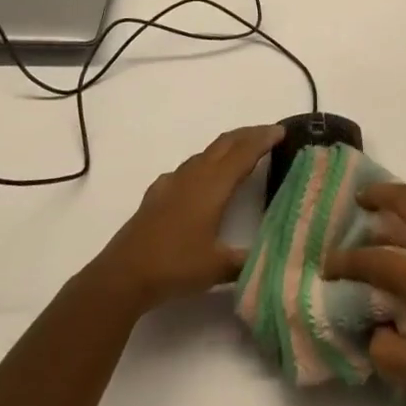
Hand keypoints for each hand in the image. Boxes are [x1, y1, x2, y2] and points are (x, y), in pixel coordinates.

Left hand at [91, 124, 283, 314]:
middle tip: (269, 133)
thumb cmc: (175, 266)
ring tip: (242, 153)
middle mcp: (194, 175)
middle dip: (248, 134)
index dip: (263, 139)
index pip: (244, 153)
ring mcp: (173, 182)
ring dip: (227, 147)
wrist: (123, 275)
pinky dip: (205, 164)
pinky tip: (201, 179)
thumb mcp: (218, 268)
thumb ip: (247, 260)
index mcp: (213, 185)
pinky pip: (188, 168)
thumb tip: (272, 258)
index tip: (282, 130)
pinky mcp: (158, 193)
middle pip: (225, 143)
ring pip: (206, 153)